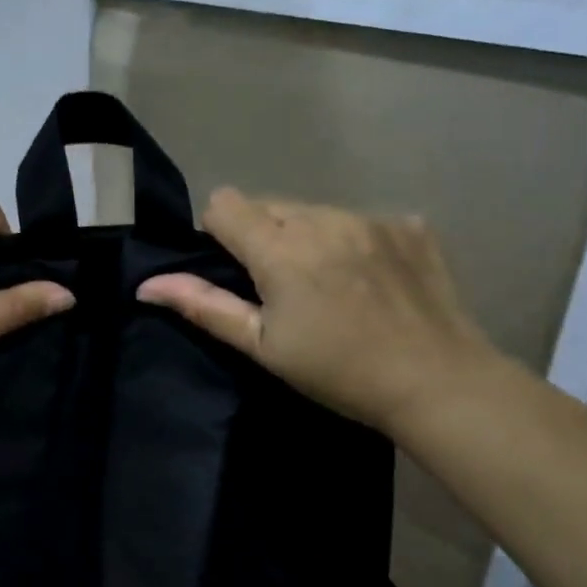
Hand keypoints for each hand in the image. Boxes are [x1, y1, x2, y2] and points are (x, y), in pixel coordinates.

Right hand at [137, 189, 500, 435]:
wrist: (439, 383)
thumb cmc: (338, 371)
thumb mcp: (262, 347)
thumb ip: (203, 307)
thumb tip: (147, 285)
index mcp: (280, 248)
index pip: (224, 203)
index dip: (220, 234)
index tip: (238, 272)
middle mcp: (323, 218)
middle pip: (268, 205)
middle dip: (264, 236)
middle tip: (286, 288)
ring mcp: (371, 217)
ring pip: (314, 211)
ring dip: (308, 237)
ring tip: (332, 285)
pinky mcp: (408, 225)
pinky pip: (360, 220)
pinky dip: (354, 242)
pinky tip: (372, 281)